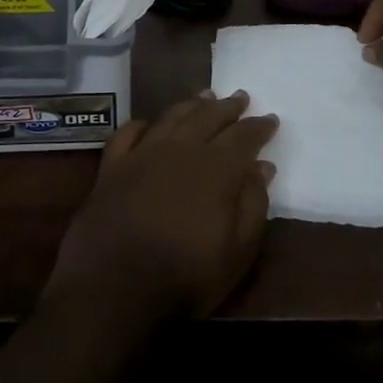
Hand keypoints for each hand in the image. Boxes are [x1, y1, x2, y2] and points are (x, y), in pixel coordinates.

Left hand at [44, 92, 278, 329]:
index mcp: (215, 168)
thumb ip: (252, 205)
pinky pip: (127, 134)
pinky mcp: (111, 167)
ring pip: (171, 118)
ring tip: (204, 96)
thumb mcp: (237, 251)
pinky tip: (148, 123)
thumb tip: (262, 166)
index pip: (243, 138)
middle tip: (241, 97)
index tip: (270, 118)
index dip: (258, 127)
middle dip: (227, 107)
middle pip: (208, 118)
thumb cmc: (185, 275)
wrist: (113, 286)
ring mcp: (142, 155)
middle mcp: (180, 150)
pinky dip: (140, 124)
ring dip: (190, 105)